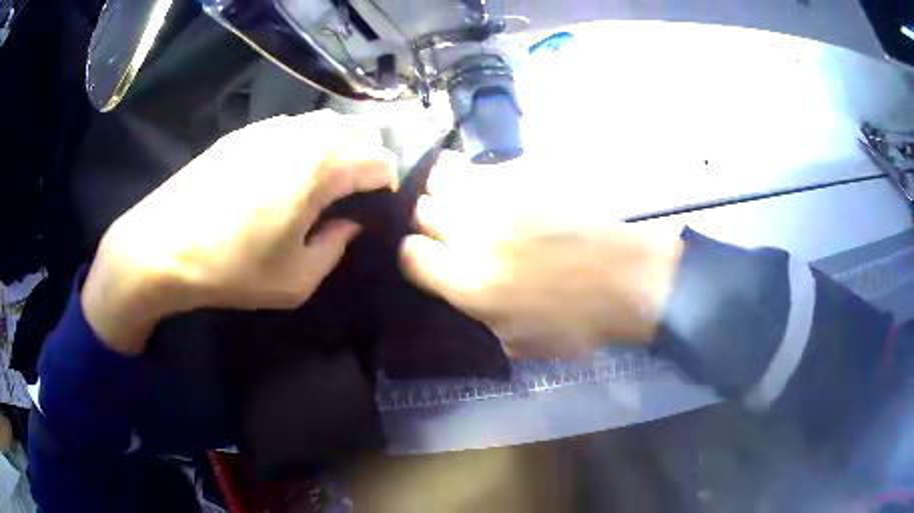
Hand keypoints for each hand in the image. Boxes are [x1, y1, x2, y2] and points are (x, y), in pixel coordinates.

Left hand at [82, 111, 398, 353]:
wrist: (162, 246)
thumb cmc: (231, 269)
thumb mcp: (296, 280)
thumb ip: (335, 248)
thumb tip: (349, 223)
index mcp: (321, 168)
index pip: (381, 161)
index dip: (388, 185)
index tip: (378, 209)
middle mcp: (302, 135)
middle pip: (360, 130)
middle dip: (370, 158)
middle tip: (357, 193)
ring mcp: (271, 127)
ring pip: (327, 122)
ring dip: (339, 146)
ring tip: (324, 180)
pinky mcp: (245, 131)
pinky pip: (294, 126)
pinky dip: (307, 142)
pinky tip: (286, 171)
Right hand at [399, 153, 682, 358]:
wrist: (627, 279)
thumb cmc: (578, 322)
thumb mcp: (518, 343)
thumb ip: (478, 316)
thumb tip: (460, 289)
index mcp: (471, 284)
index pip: (411, 254)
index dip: (414, 255)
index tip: (429, 257)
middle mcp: (475, 235)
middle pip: (422, 210)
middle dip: (429, 222)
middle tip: (451, 231)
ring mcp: (502, 199)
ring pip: (443, 177)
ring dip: (445, 190)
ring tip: (461, 200)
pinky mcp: (527, 176)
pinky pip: (482, 167)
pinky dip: (476, 175)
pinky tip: (491, 187)